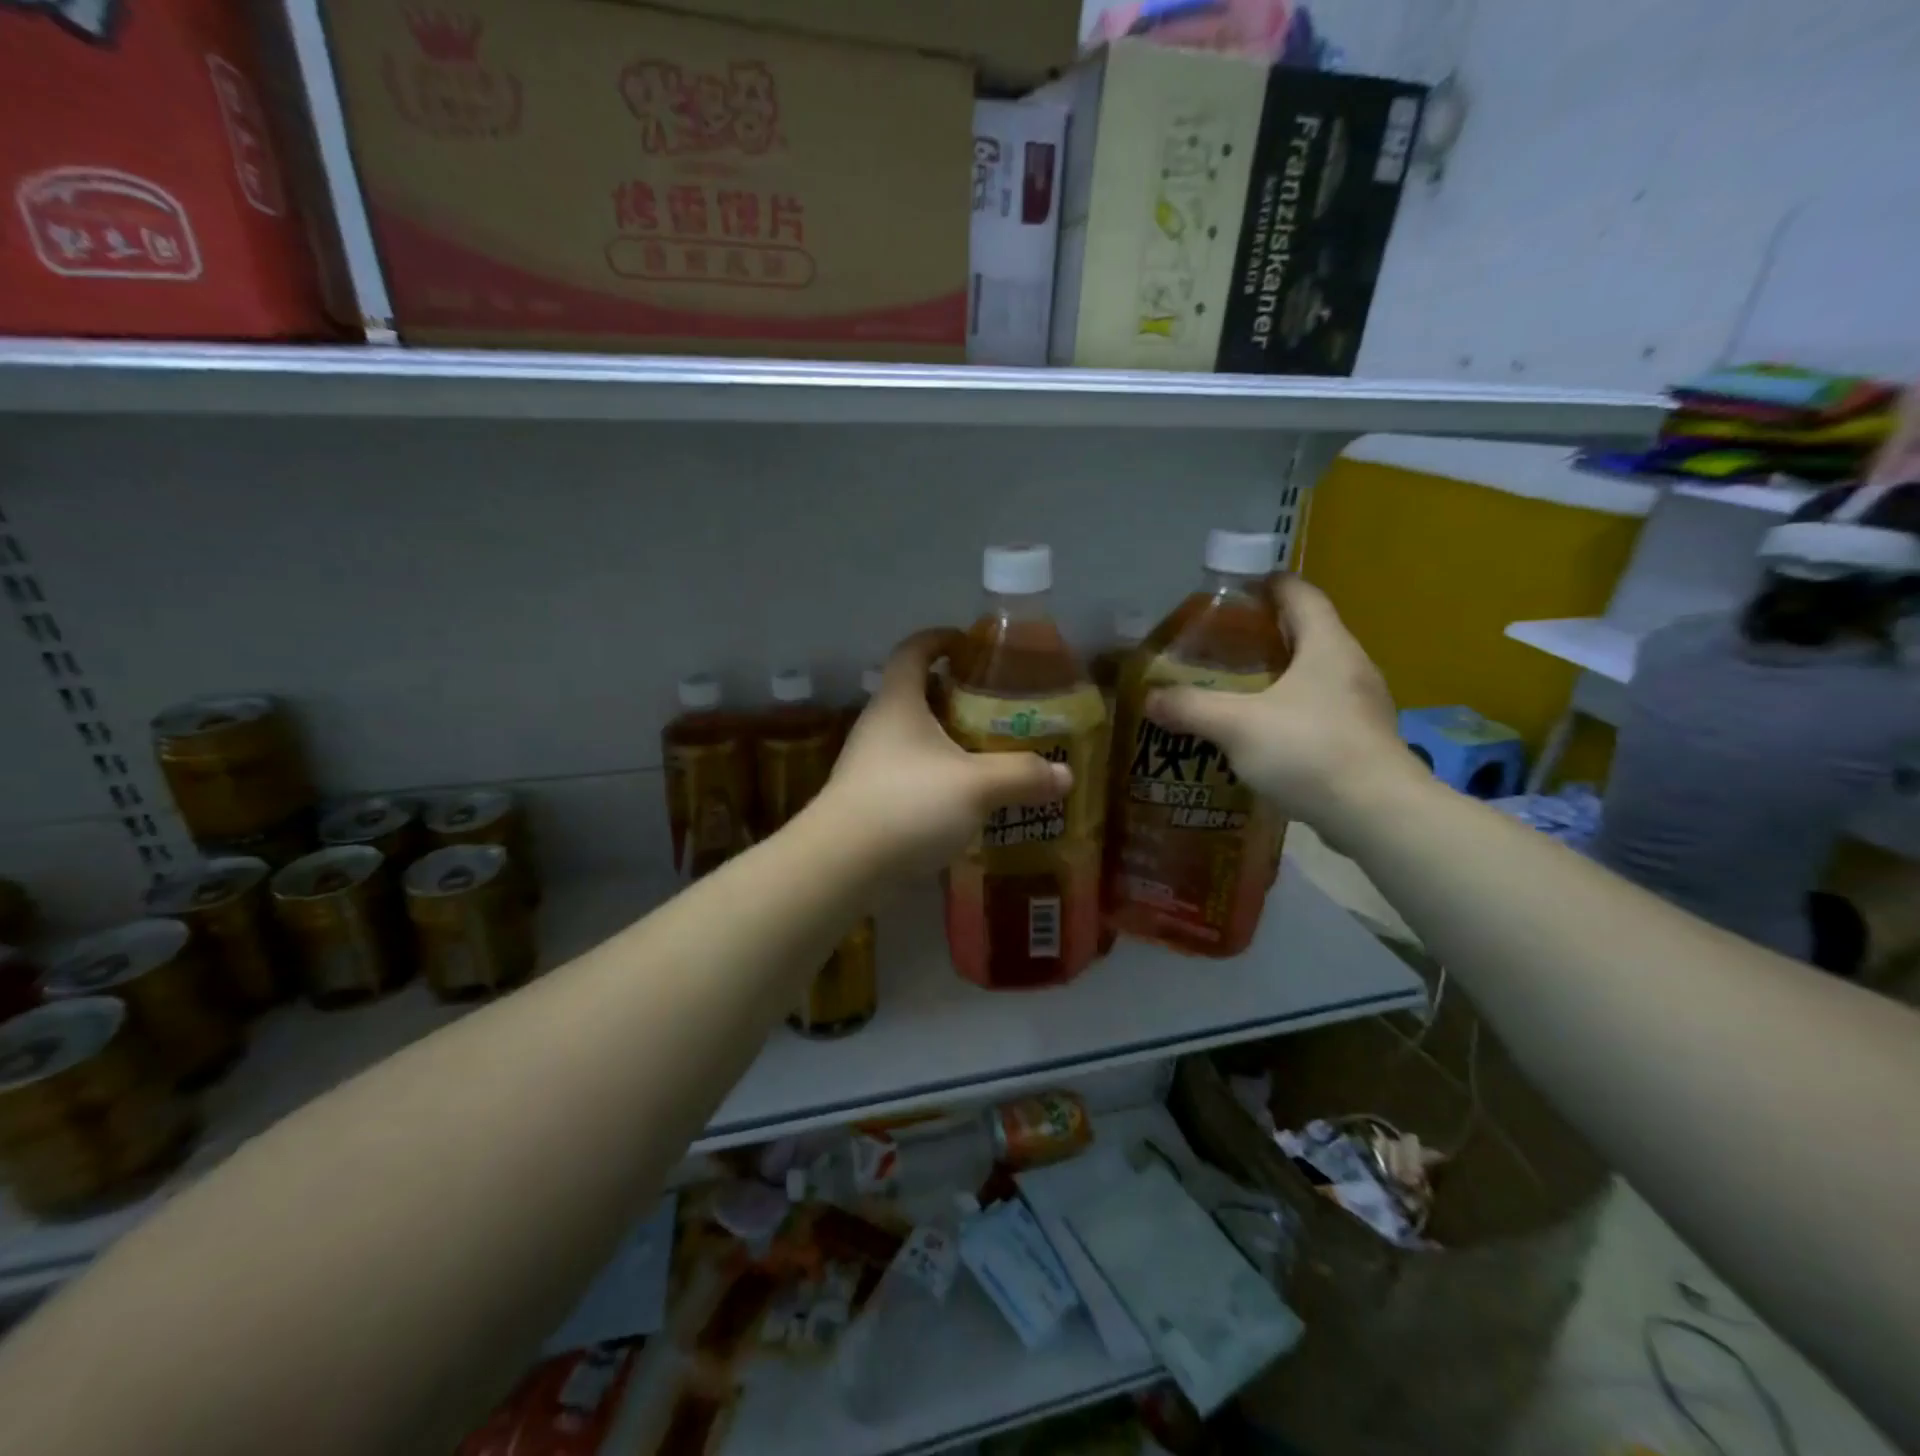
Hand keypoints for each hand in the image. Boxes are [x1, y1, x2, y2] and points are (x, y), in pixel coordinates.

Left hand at [820, 629, 1072, 875]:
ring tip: (987, 752)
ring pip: (913, 738)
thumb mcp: (976, 786)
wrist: (842, 864)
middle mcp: (878, 726)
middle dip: (954, 695)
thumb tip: (1065, 775)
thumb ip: (1022, 775)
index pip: (913, 650)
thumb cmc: (908, 804)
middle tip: (995, 706)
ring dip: (947, 740)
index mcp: (898, 702)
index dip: (940, 639)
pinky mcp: (869, 800)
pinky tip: (963, 798)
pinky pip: (909, 774)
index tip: (969, 643)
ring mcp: (869, 764)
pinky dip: (936, 776)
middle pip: (915, 694)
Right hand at [1146, 575, 1421, 832]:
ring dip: (1277, 677)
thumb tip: (1150, 698)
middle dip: (1264, 635)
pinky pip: (1318, 712)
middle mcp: (1350, 666)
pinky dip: (1288, 713)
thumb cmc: (1308, 750)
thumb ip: (1191, 707)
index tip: (1234, 591)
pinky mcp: (1360, 740)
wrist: (1376, 814)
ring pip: (1313, 676)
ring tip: (1234, 691)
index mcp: (1327, 645)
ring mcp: (1361, 705)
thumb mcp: (1236, 725)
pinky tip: (1260, 735)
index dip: (1268, 584)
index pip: (1300, 593)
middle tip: (1220, 647)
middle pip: (1307, 633)